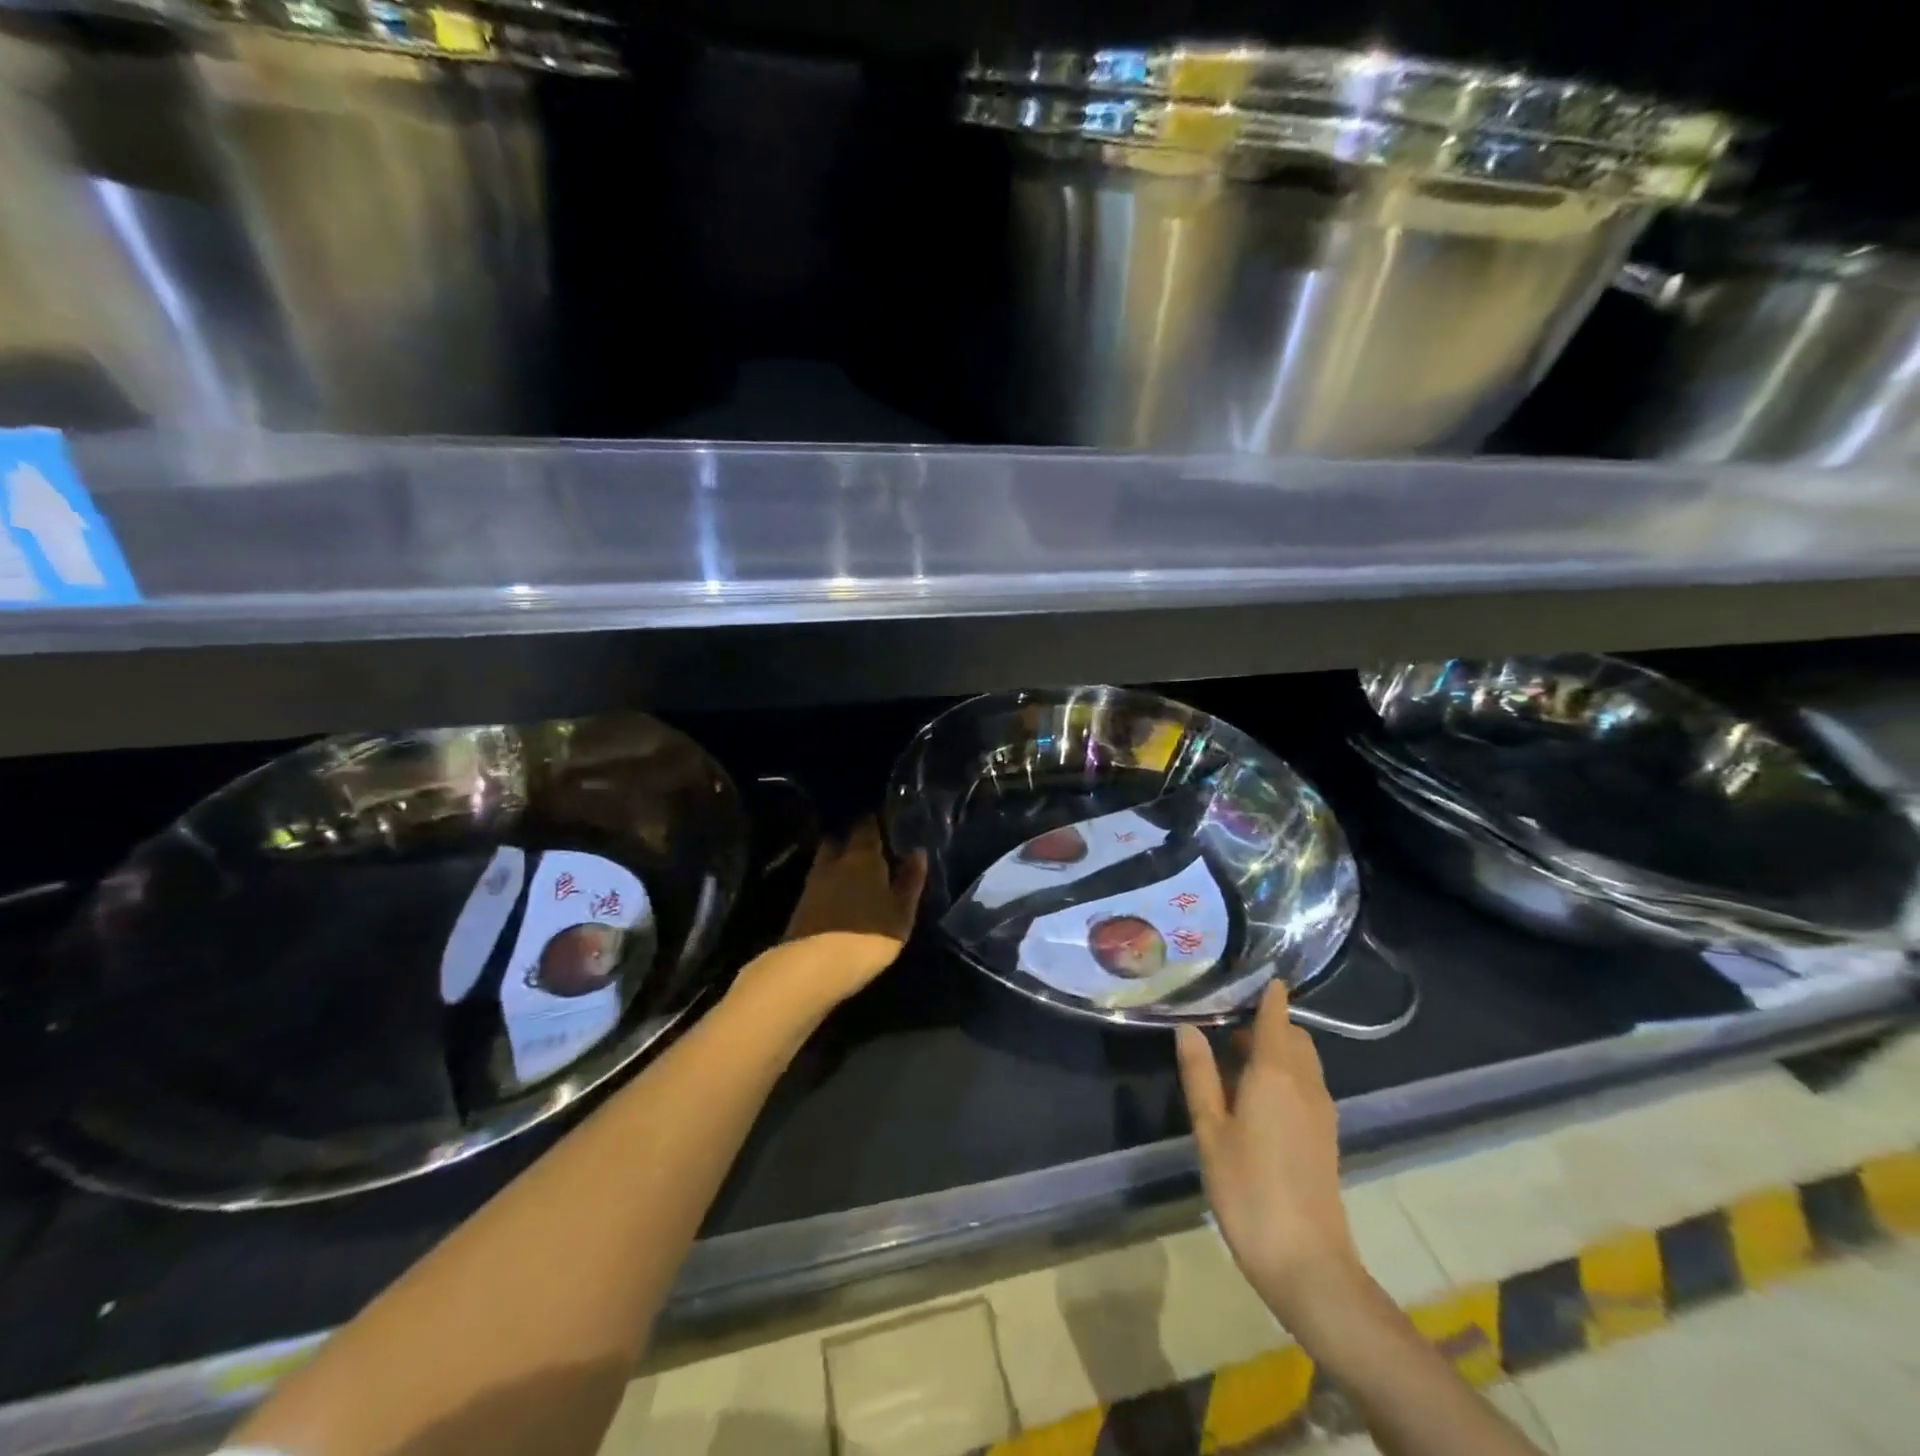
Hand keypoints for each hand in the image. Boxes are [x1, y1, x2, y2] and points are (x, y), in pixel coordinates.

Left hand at [733, 818, 926, 1016]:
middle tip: (868, 845)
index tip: (884, 821)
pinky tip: (838, 891)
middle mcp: (835, 861)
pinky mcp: (801, 903)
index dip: (874, 821)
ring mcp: (814, 882)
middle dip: (851, 838)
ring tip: (854, 869)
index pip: (866, 826)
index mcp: (862, 856)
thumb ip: (910, 882)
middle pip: (840, 839)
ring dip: (838, 860)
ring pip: (827, 860)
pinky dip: (829, 881)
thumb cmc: (869, 936)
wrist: (814, 967)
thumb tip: (918, 852)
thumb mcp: (901, 913)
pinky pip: (819, 881)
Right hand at [1176, 983, 1363, 1323]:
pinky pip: (1307, 1086)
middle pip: (1293, 1036)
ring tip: (1234, 1063)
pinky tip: (1255, 1099)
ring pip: (1303, 1061)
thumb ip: (1199, 1075)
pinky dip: (1285, 1075)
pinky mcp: (1326, 1136)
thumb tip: (1188, 1027)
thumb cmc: (1248, 1189)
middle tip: (1225, 1029)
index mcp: (1275, 1073)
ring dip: (1275, 1050)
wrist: (1307, 1263)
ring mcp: (1321, 1111)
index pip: (1276, 1016)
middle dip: (1266, 1023)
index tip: (1251, 973)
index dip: (1268, 992)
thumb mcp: (1210, 1130)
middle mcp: (1305, 1083)